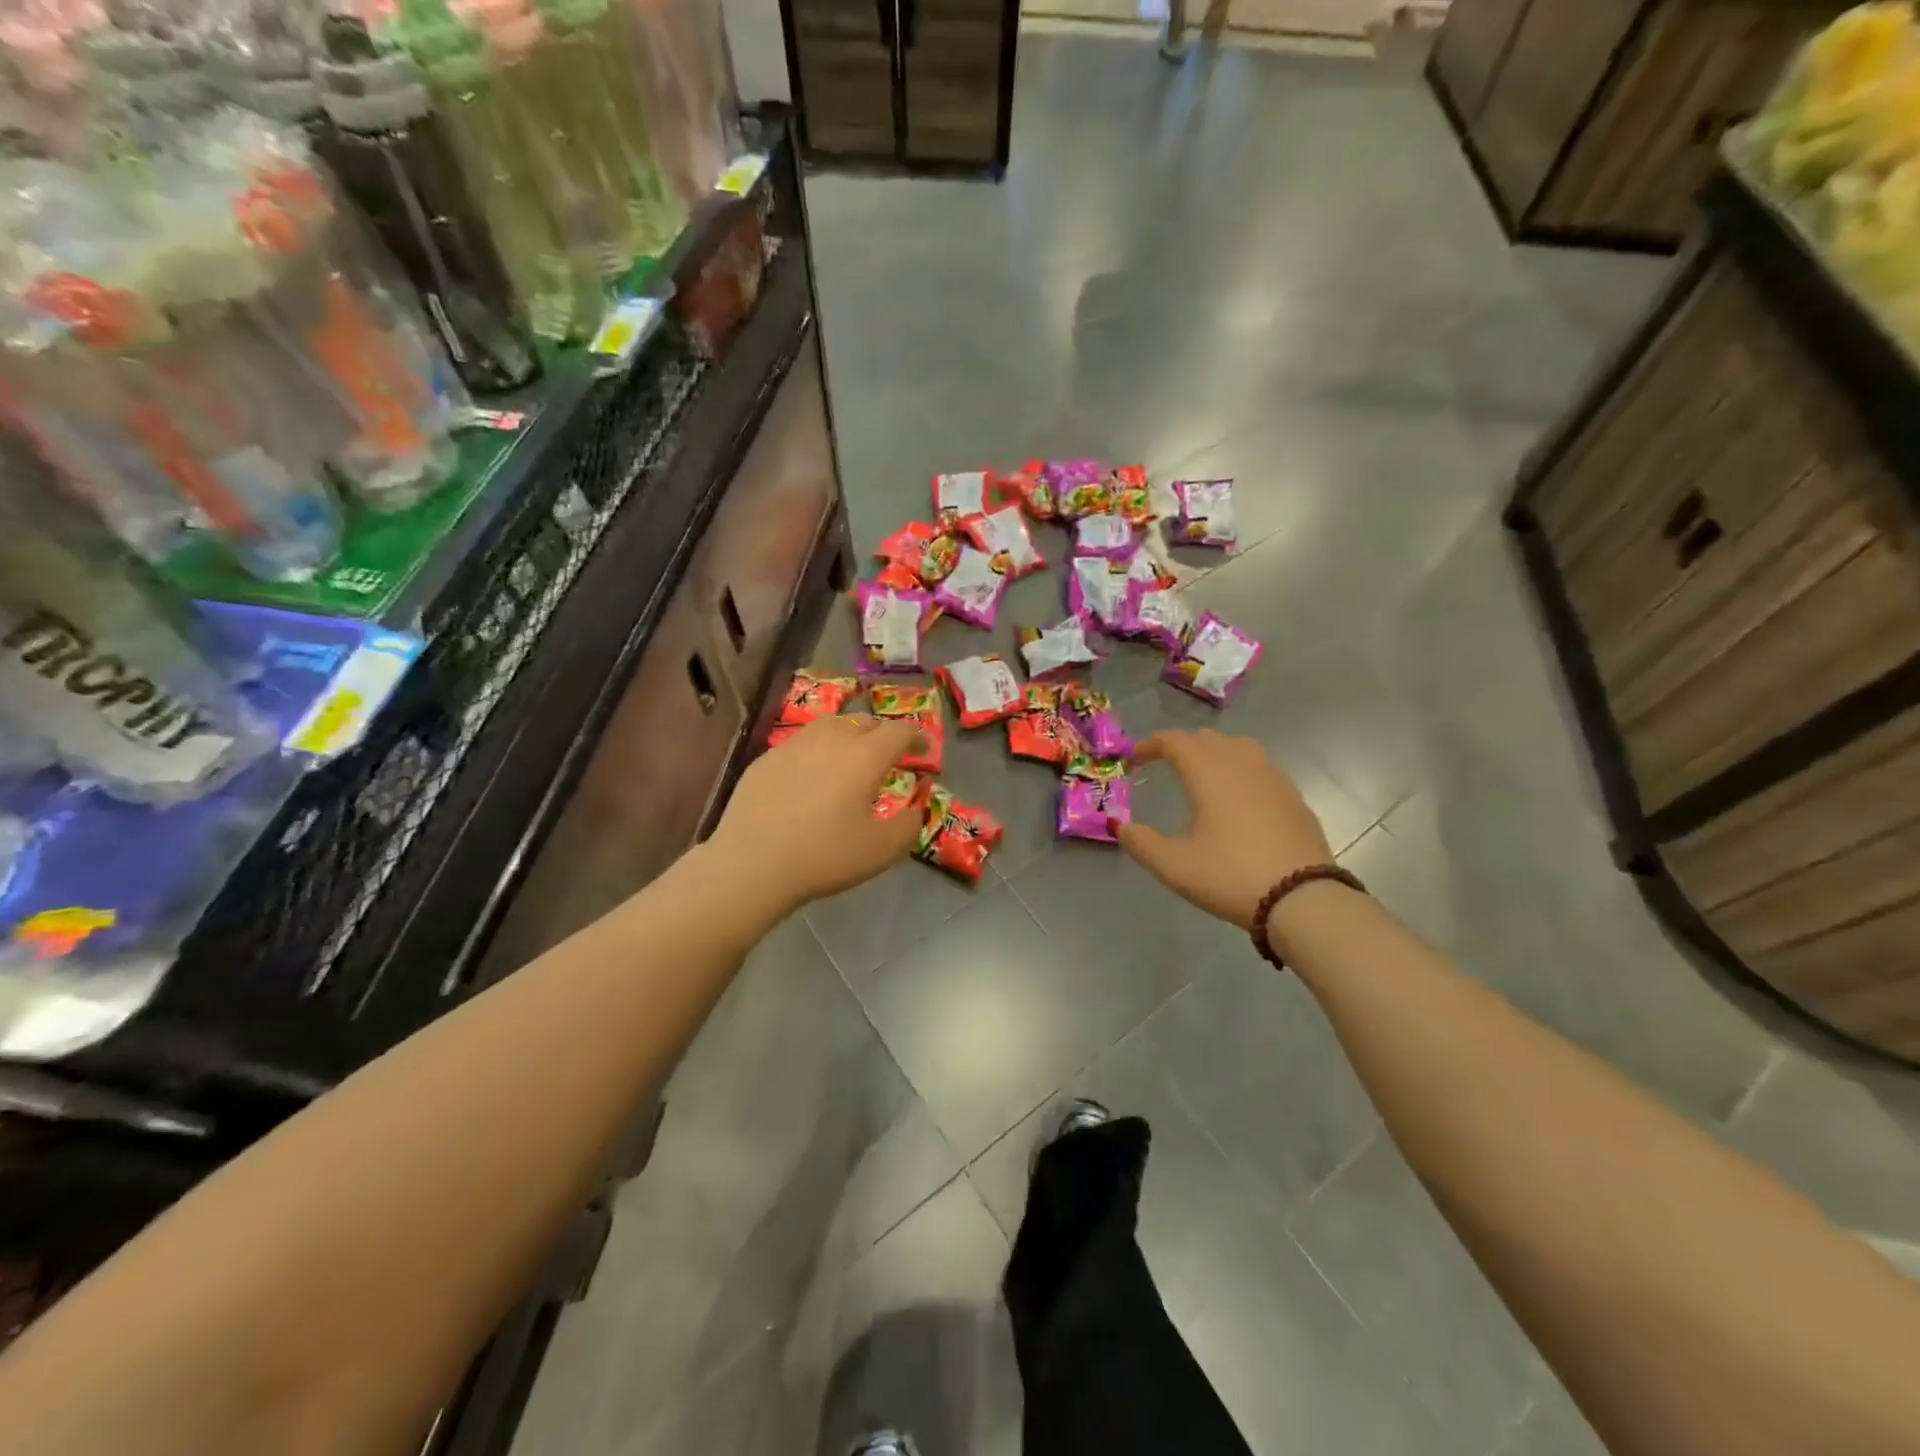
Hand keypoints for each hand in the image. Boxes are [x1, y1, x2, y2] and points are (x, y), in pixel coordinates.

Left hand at [708, 714, 925, 913]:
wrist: (752, 863)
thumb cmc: (825, 856)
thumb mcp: (881, 850)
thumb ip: (909, 825)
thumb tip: (916, 809)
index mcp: (865, 756)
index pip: (900, 731)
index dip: (917, 737)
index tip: (923, 751)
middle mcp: (832, 739)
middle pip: (864, 721)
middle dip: (881, 735)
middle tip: (886, 758)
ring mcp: (795, 745)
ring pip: (830, 725)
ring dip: (847, 735)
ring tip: (848, 759)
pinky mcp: (766, 758)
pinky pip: (800, 743)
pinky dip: (815, 752)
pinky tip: (809, 777)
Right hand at [1116, 729, 1333, 928]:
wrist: (1303, 900)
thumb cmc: (1230, 877)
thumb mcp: (1174, 866)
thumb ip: (1140, 843)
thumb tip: (1119, 826)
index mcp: (1209, 774)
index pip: (1175, 741)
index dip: (1151, 744)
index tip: (1136, 759)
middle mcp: (1242, 765)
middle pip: (1208, 739)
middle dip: (1182, 746)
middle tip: (1165, 765)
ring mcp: (1273, 779)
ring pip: (1239, 747)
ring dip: (1215, 753)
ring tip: (1203, 775)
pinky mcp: (1293, 798)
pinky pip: (1261, 768)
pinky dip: (1241, 770)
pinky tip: (1239, 798)